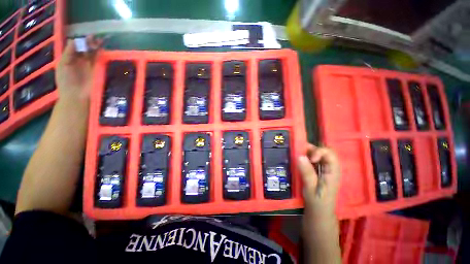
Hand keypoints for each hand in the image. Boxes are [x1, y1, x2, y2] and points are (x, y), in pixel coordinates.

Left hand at [56, 36, 101, 101]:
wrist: (76, 96)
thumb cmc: (66, 81)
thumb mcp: (63, 65)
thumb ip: (68, 52)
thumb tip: (74, 39)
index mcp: (70, 58)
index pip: (76, 46)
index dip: (81, 40)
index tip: (85, 37)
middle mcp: (80, 60)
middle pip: (86, 49)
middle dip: (90, 43)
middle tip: (94, 38)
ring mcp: (89, 66)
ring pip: (93, 53)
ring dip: (96, 47)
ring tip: (100, 41)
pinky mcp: (97, 71)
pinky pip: (99, 61)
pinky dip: (101, 55)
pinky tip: (102, 50)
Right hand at [298, 144, 340, 218]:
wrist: (319, 213)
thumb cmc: (317, 203)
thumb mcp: (310, 188)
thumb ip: (307, 172)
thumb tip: (300, 156)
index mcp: (333, 172)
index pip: (330, 154)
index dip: (319, 151)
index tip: (309, 158)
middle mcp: (331, 168)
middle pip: (324, 151)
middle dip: (311, 149)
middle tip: (298, 152)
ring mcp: (325, 169)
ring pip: (318, 154)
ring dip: (307, 153)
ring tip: (297, 155)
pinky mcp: (319, 171)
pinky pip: (314, 160)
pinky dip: (306, 157)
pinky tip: (299, 161)